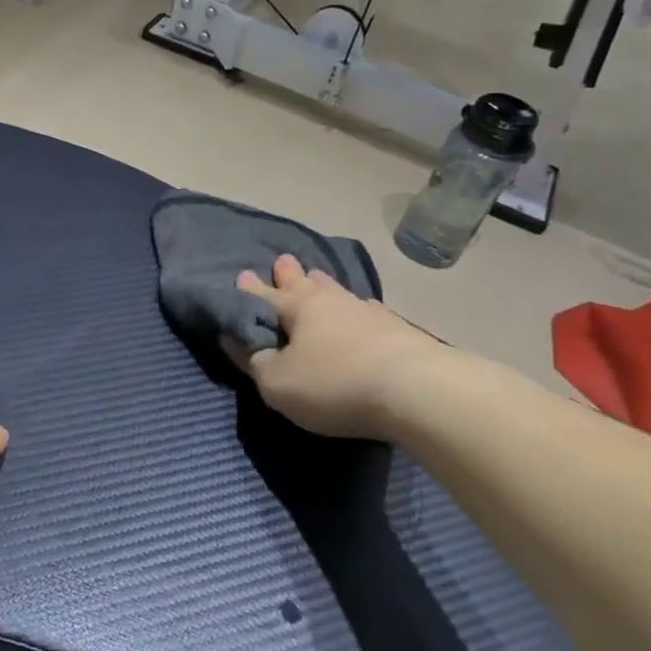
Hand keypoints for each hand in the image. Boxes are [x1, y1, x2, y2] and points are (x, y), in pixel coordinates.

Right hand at [230, 255, 439, 439]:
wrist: (416, 390)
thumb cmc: (334, 384)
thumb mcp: (277, 383)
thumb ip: (253, 360)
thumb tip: (234, 338)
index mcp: (296, 307)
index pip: (263, 295)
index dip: (249, 290)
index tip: (240, 275)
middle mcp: (329, 300)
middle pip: (303, 282)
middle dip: (288, 274)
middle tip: (282, 260)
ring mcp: (365, 311)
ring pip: (336, 290)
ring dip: (322, 284)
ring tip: (316, 275)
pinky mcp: (396, 328)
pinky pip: (365, 309)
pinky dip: (356, 308)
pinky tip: (363, 308)